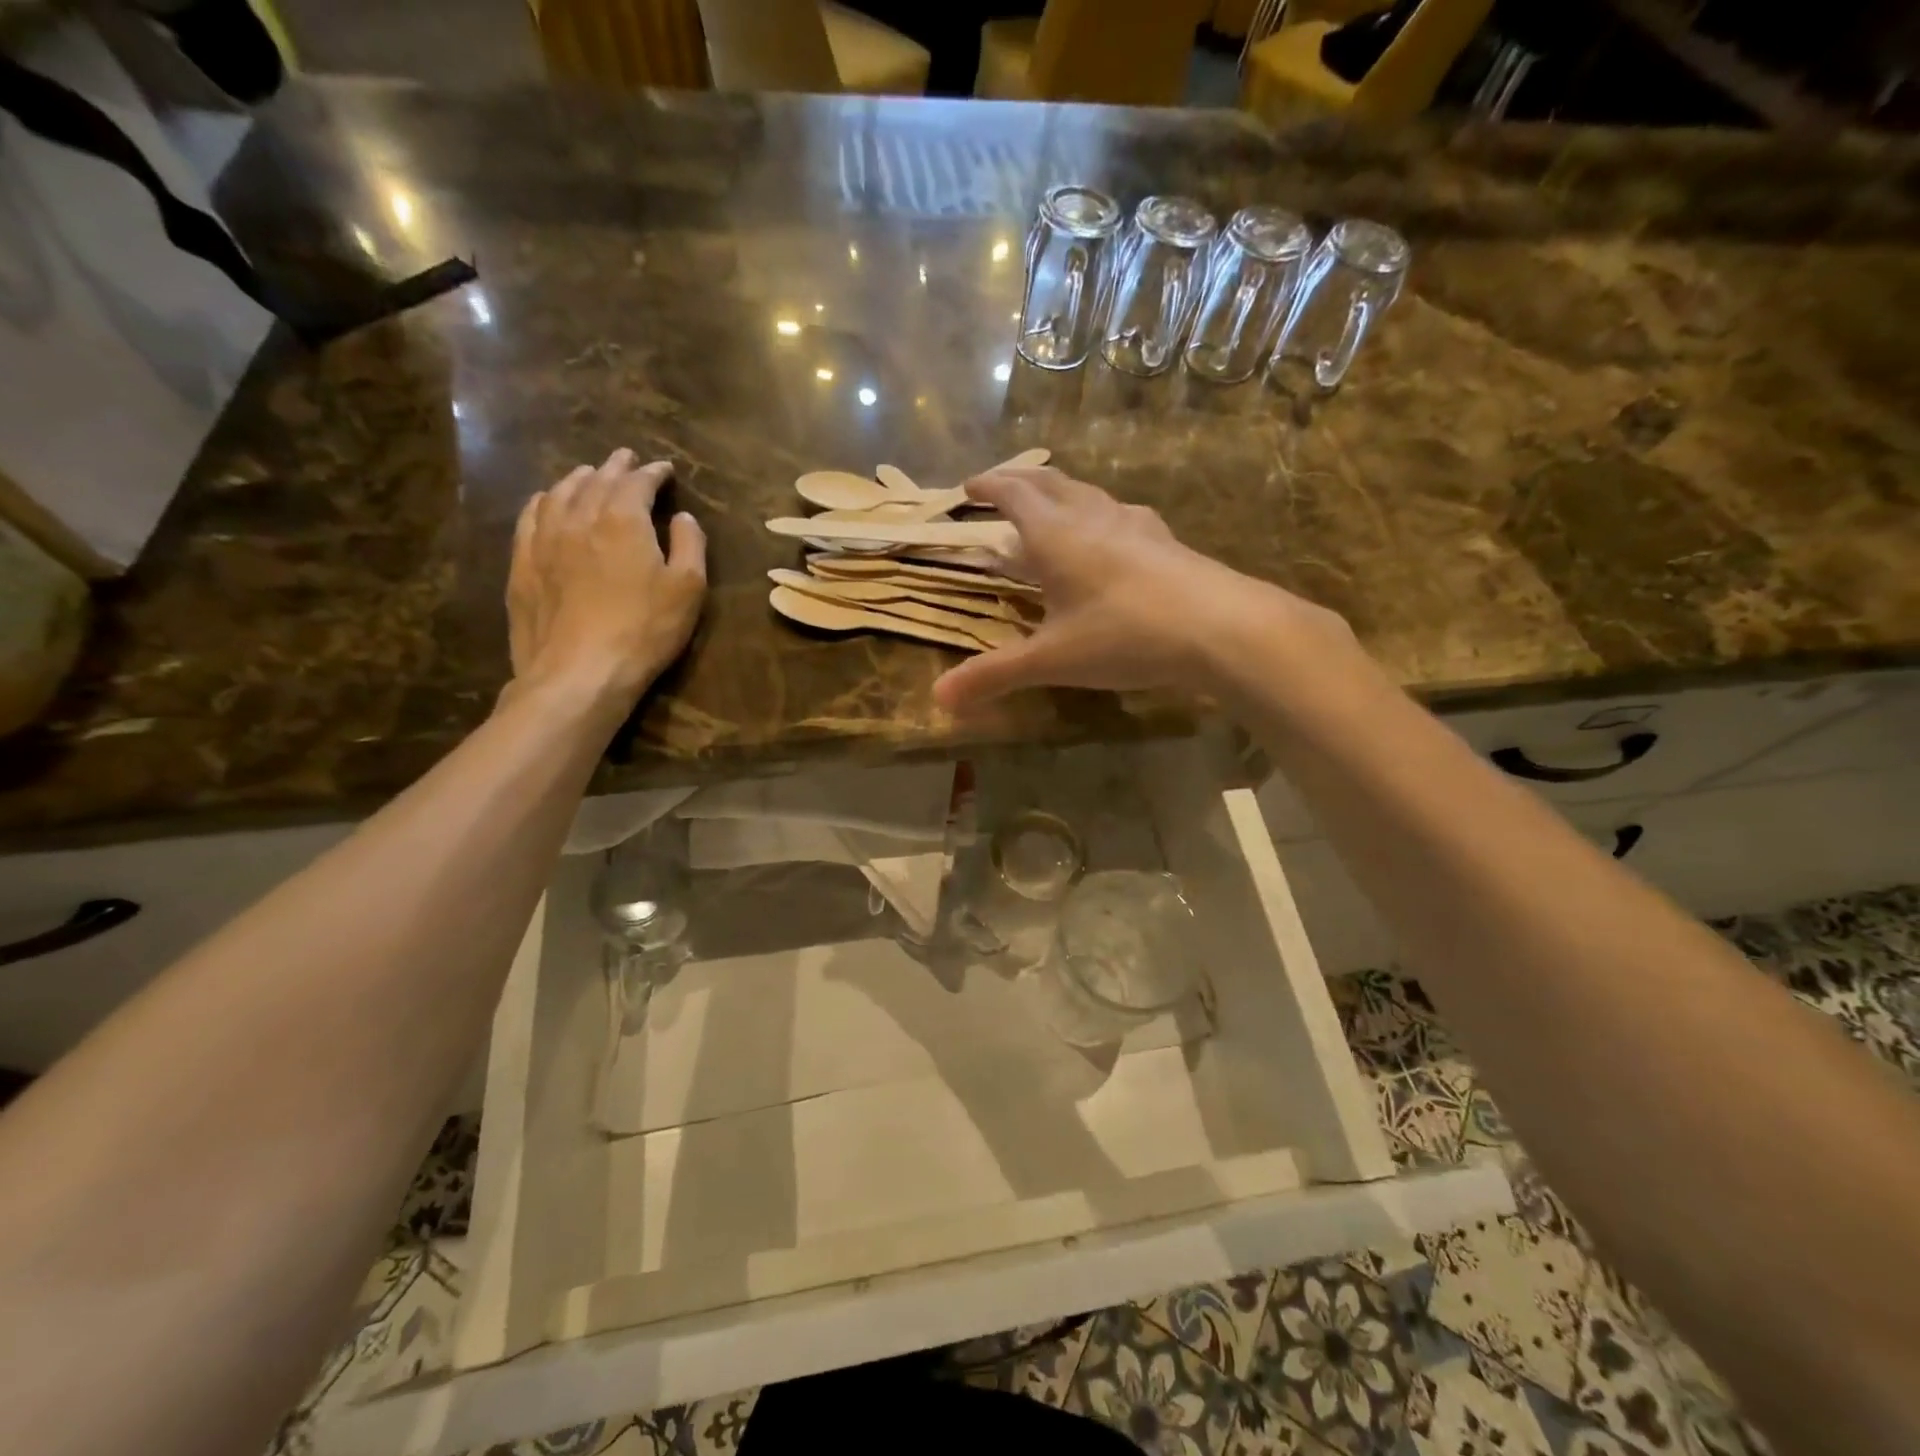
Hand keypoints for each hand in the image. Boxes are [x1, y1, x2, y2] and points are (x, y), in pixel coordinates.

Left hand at [506, 449, 706, 708]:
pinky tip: (546, 501)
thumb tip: (682, 517)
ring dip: (578, 479)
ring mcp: (545, 540)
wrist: (580, 671)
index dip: (653, 473)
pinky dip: (543, 501)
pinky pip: (530, 518)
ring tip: (589, 474)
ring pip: (560, 493)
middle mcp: (580, 518)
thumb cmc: (645, 630)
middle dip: (615, 467)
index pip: (638, 483)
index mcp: (623, 520)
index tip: (665, 469)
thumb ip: (690, 545)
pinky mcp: (523, 565)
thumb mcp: (688, 589)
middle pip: (597, 481)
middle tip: (626, 458)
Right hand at [932, 467, 1345, 710]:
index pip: (1013, 494)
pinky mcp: (1166, 542)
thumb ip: (995, 675)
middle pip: (1050, 483)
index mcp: (1056, 535)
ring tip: (1051, 508)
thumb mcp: (1052, 660)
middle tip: (1002, 487)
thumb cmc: (1124, 635)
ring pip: (1089, 494)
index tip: (969, 486)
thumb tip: (939, 699)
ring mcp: (1135, 524)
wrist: (1221, 628)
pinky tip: (1111, 536)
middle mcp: (1093, 517)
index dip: (988, 486)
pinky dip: (1099, 516)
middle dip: (1020, 481)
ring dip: (1062, 493)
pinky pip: (1121, 515)